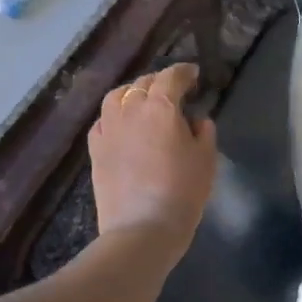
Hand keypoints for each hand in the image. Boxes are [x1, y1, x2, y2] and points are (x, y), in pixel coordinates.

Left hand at [89, 62, 217, 261]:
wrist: (142, 229)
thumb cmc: (183, 193)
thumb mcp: (206, 160)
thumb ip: (203, 132)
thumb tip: (195, 119)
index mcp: (162, 107)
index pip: (171, 77)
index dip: (183, 72)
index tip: (193, 74)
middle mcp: (131, 110)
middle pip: (143, 84)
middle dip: (160, 81)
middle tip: (174, 90)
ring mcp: (109, 129)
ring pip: (117, 96)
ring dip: (133, 93)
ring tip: (144, 101)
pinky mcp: (95, 149)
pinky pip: (103, 120)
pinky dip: (115, 115)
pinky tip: (123, 124)